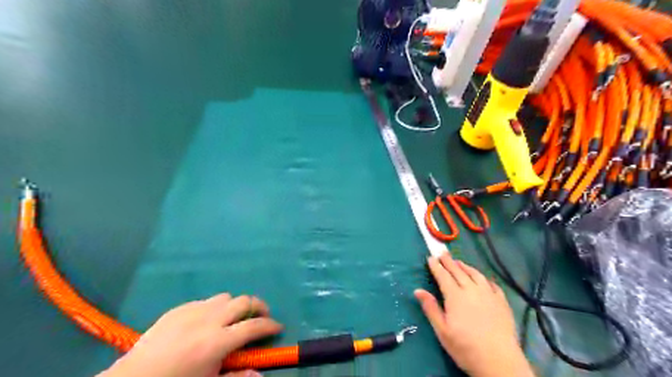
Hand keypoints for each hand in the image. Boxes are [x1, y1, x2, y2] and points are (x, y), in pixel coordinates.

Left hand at [99, 294, 280, 376]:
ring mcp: (192, 311)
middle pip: (244, 302)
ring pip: (225, 297)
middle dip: (258, 307)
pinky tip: (206, 323)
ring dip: (235, 306)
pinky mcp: (178, 309)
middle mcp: (209, 320)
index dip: (270, 325)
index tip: (278, 327)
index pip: (253, 327)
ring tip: (233, 320)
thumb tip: (260, 374)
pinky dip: (214, 308)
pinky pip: (205, 301)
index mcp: (217, 343)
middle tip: (261, 317)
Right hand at [416, 254, 535, 376]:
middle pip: (458, 271)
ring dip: (465, 266)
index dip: (436, 266)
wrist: (499, 361)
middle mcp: (471, 290)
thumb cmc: (465, 347)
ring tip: (459, 262)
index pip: (443, 276)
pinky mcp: (502, 302)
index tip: (430, 258)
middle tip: (442, 253)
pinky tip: (482, 279)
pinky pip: (492, 284)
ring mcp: (489, 294)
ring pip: (475, 275)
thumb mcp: (442, 330)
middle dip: (449, 261)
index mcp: (455, 296)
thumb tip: (418, 290)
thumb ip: (430, 308)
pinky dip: (484, 278)